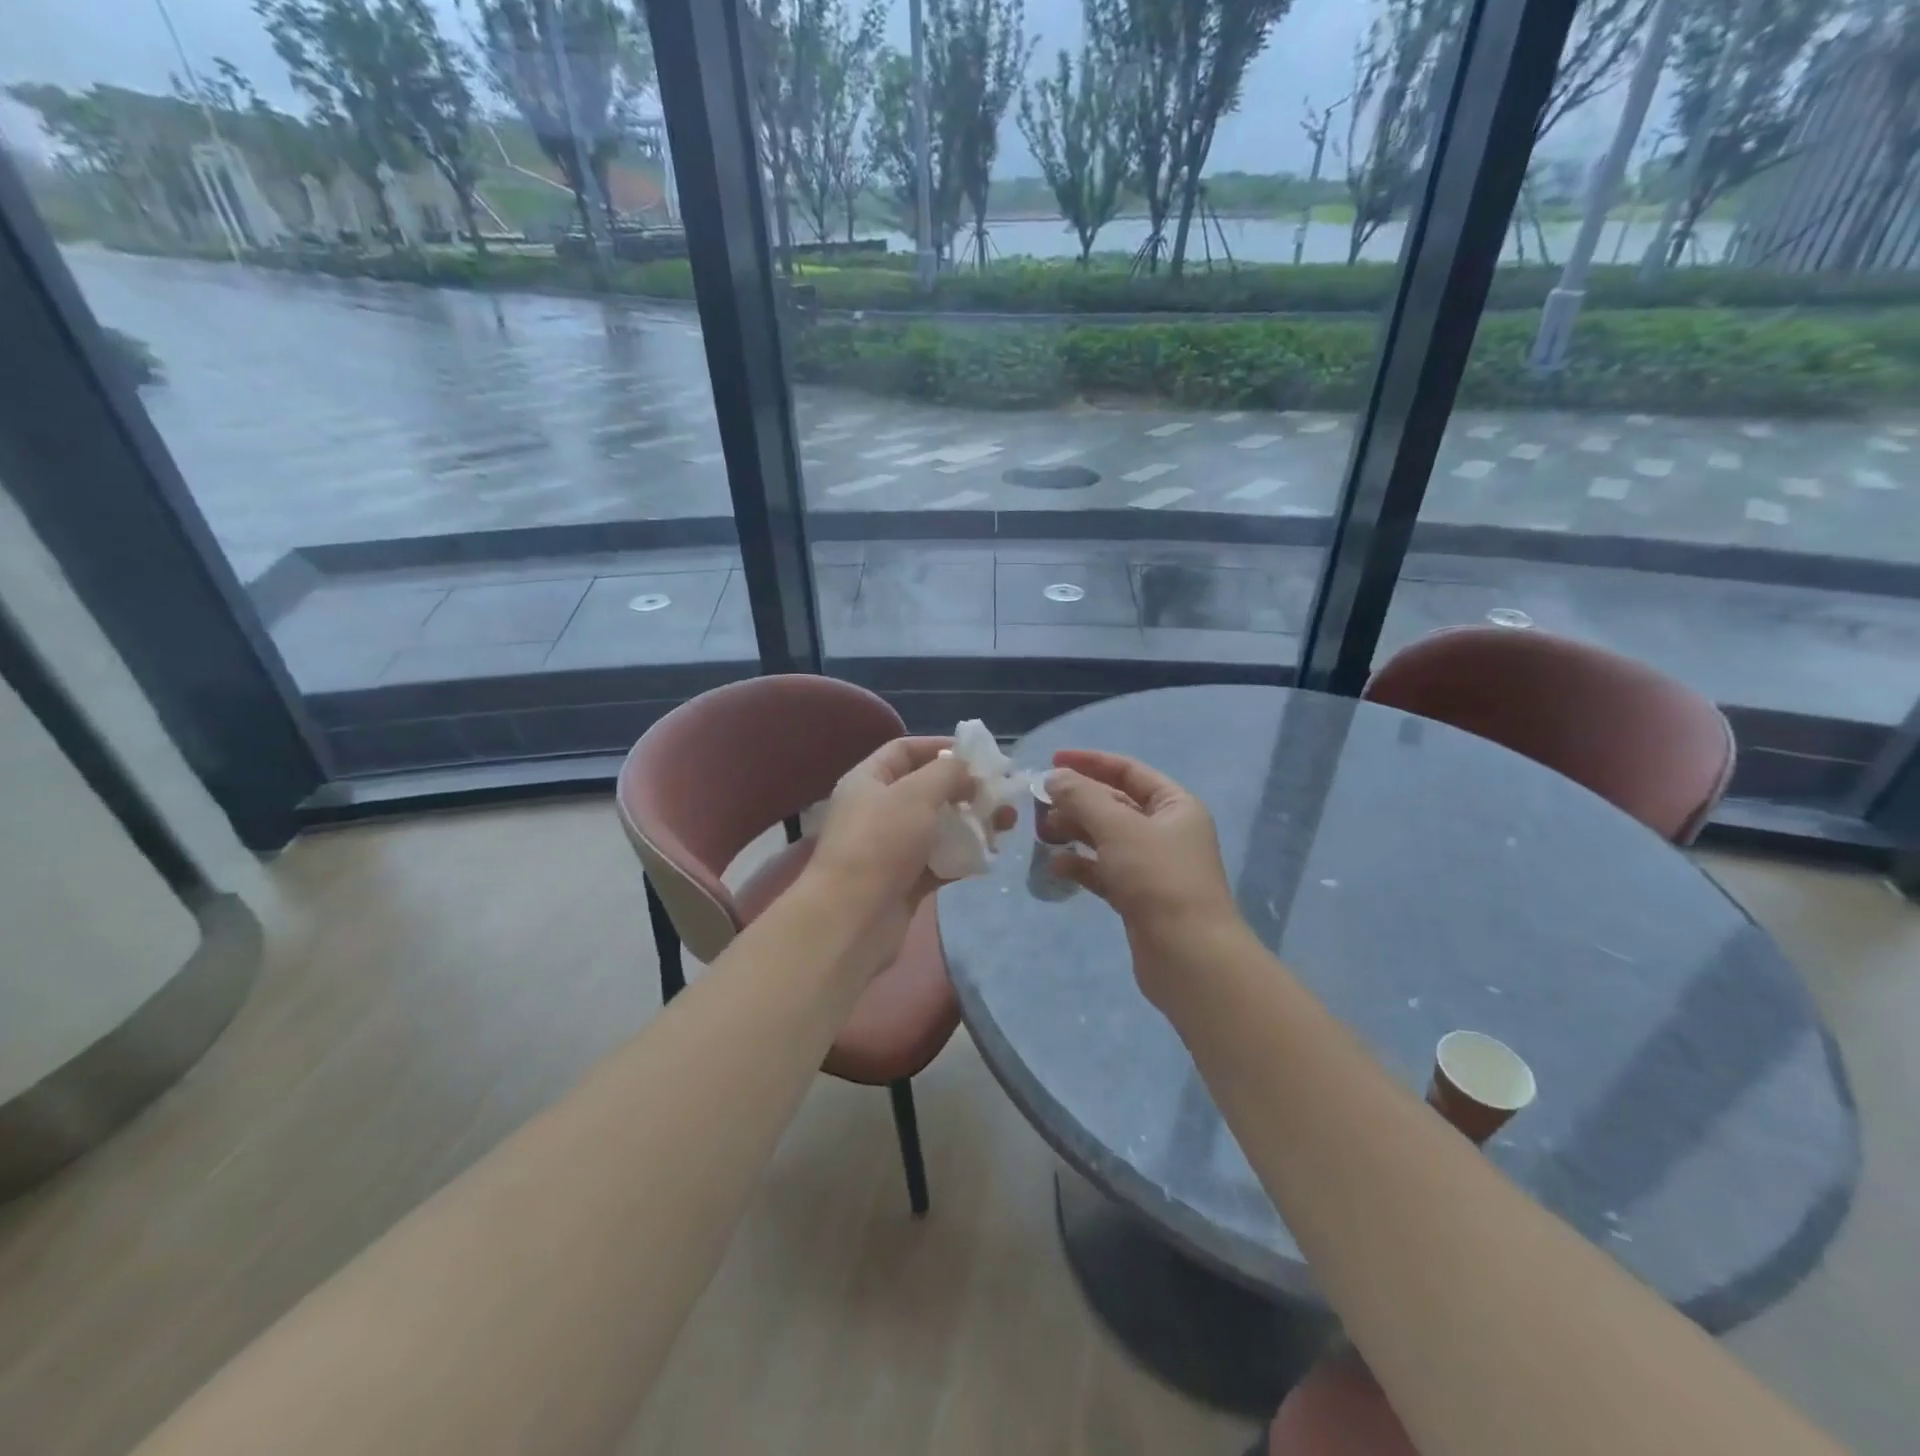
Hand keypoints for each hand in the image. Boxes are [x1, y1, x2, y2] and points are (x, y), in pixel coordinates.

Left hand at [801, 736, 1013, 968]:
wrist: (852, 919)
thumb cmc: (881, 843)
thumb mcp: (916, 793)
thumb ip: (947, 772)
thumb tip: (968, 772)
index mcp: (868, 781)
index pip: (904, 750)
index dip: (940, 746)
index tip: (978, 754)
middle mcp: (877, 810)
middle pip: (926, 790)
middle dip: (965, 789)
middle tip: (1000, 794)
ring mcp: (890, 848)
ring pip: (938, 827)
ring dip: (971, 823)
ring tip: (1006, 825)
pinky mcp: (905, 882)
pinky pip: (940, 861)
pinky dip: (963, 857)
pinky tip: (990, 856)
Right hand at [1040, 749, 1248, 1009]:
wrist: (1188, 956)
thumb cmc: (1157, 878)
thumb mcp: (1118, 828)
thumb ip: (1082, 797)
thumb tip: (1054, 778)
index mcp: (1174, 805)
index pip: (1128, 771)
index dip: (1090, 762)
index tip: (1052, 761)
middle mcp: (1167, 831)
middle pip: (1114, 804)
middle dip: (1077, 801)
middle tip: (1040, 805)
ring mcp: (1153, 866)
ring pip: (1106, 838)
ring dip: (1075, 832)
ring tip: (1044, 834)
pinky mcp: (1139, 897)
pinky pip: (1104, 871)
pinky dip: (1082, 865)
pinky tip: (1057, 867)